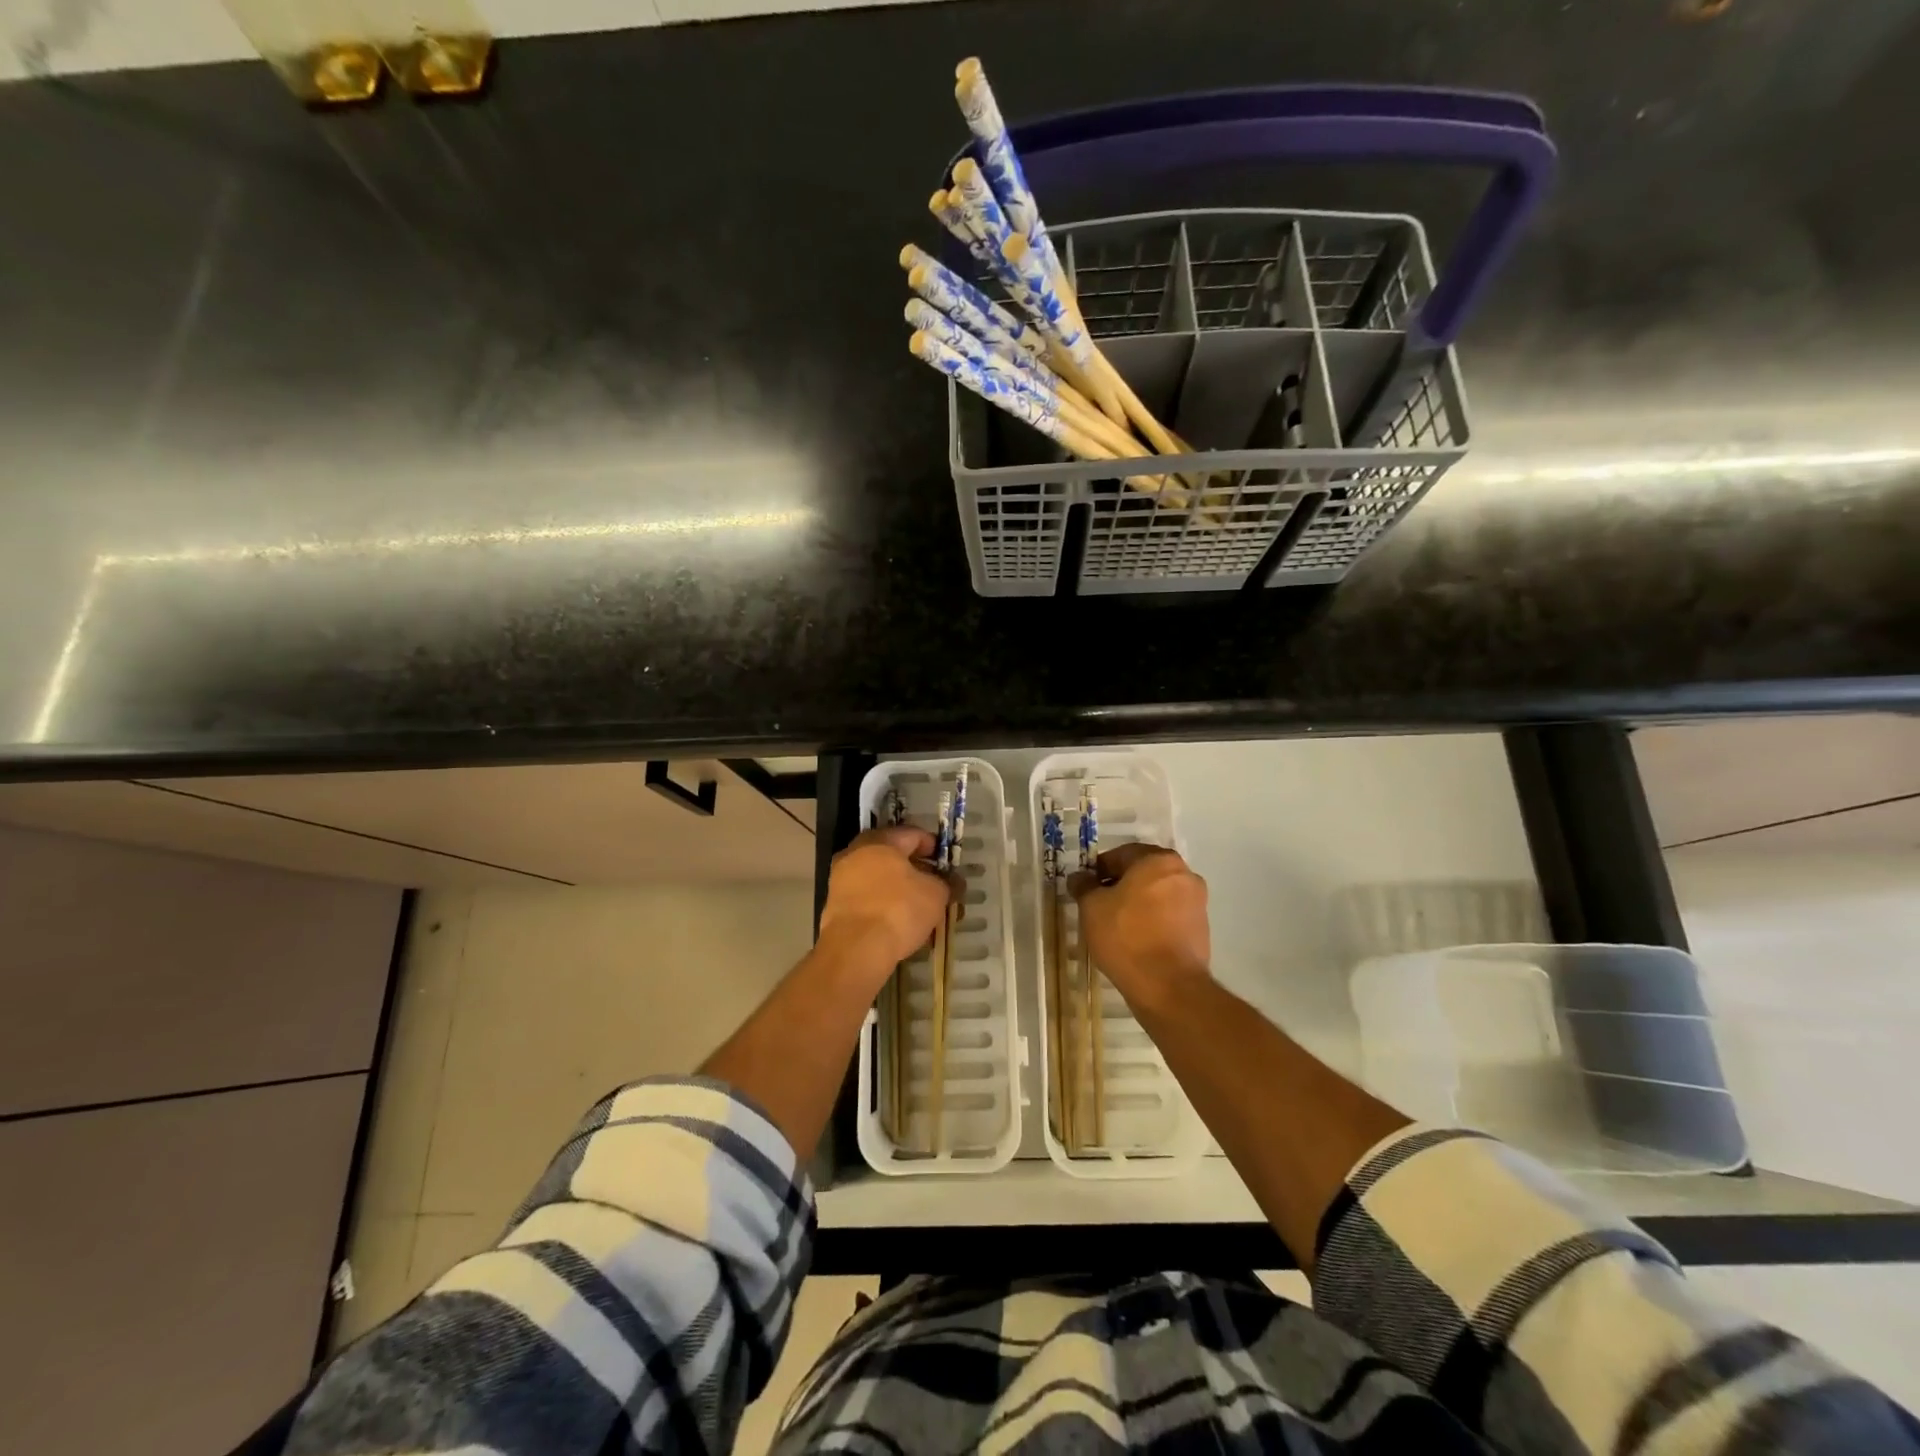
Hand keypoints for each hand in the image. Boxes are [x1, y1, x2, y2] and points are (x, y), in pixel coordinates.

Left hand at [817, 826, 959, 982]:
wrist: (855, 949)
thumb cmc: (899, 910)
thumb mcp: (935, 895)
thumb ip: (946, 883)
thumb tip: (953, 882)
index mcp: (880, 841)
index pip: (911, 834)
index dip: (932, 845)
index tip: (945, 862)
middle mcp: (856, 853)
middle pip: (891, 855)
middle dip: (914, 868)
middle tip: (933, 884)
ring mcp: (841, 879)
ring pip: (877, 878)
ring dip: (898, 888)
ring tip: (918, 907)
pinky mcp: (834, 905)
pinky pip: (865, 897)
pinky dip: (882, 904)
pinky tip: (897, 921)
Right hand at [1068, 843, 1209, 1010]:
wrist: (1168, 987)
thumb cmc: (1126, 936)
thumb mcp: (1092, 907)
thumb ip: (1084, 886)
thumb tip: (1079, 877)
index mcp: (1159, 860)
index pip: (1121, 855)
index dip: (1098, 870)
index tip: (1085, 889)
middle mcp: (1184, 874)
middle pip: (1142, 873)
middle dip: (1119, 886)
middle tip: (1097, 906)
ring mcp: (1197, 902)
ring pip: (1157, 895)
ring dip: (1137, 904)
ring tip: (1115, 926)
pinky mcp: (1201, 929)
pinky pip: (1169, 916)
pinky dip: (1152, 921)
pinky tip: (1135, 940)